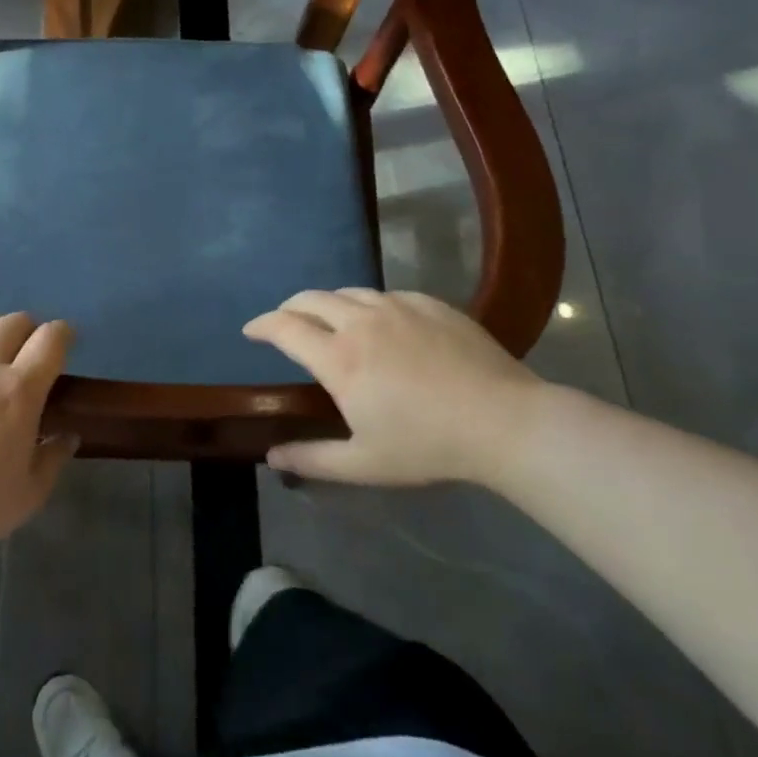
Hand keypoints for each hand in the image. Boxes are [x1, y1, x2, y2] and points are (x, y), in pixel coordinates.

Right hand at [242, 289, 549, 486]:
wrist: (506, 422)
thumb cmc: (428, 446)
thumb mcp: (364, 464)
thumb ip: (312, 459)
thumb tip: (271, 458)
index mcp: (339, 358)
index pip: (284, 327)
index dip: (261, 325)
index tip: (251, 331)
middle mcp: (361, 322)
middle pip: (310, 298)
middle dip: (289, 307)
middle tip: (284, 322)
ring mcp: (398, 307)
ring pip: (348, 292)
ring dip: (328, 303)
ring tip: (329, 320)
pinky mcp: (430, 304)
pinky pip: (386, 295)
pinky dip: (368, 305)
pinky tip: (381, 323)